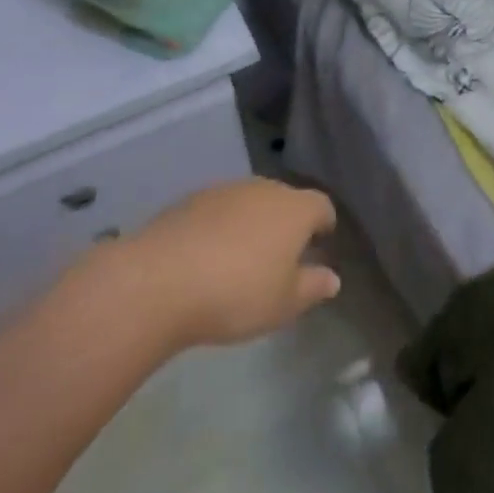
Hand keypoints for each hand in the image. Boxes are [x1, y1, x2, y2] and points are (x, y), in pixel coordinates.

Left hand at [109, 179, 340, 351]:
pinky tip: (207, 257)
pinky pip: (219, 210)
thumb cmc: (236, 293)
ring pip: (251, 202)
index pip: (322, 206)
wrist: (160, 280)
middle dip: (287, 223)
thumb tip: (333, 278)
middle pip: (286, 200)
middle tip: (280, 257)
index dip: (323, 224)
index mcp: (295, 209)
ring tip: (241, 259)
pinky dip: (221, 226)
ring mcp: (227, 190)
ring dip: (252, 223)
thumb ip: (312, 287)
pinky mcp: (192, 198)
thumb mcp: (283, 303)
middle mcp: (265, 189)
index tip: (319, 244)